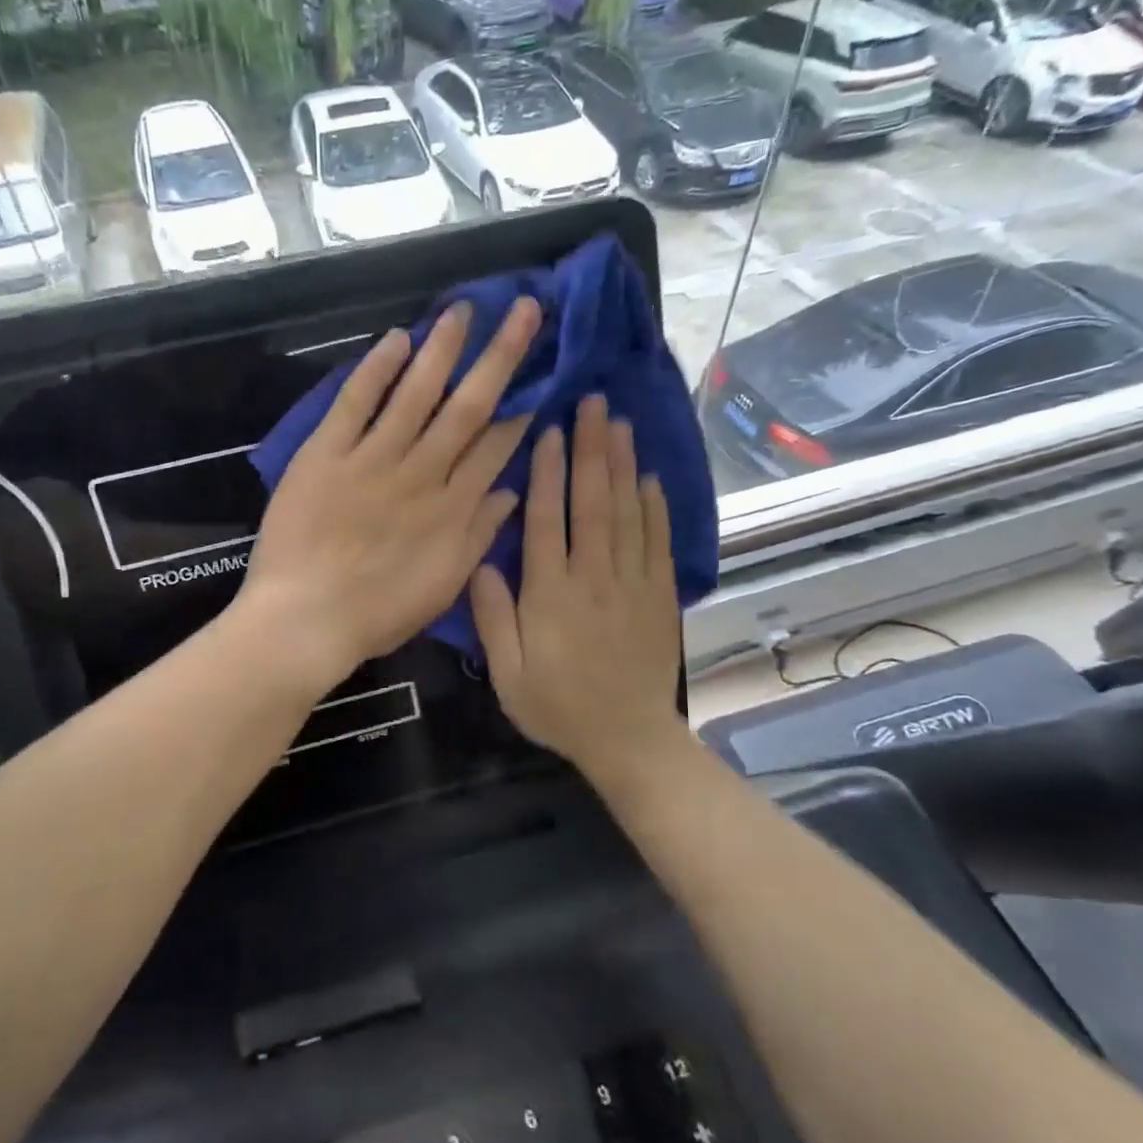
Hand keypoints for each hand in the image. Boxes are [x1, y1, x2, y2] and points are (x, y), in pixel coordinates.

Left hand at [239, 298, 540, 690]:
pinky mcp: (326, 454)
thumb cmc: (376, 614)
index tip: (538, 373)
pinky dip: (375, 370)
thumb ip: (478, 536)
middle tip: (524, 310)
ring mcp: (373, 459)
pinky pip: (355, 403)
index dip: (519, 409)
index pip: (495, 447)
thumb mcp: (442, 587)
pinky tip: (396, 340)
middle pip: (467, 407)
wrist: (305, 620)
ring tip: (463, 310)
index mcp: (451, 509)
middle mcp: (421, 474)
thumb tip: (512, 491)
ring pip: (416, 393)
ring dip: (442, 349)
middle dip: (500, 356)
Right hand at [470, 394, 686, 786]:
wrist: (628, 739)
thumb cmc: (558, 708)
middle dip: (592, 450)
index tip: (550, 430)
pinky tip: (650, 478)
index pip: (548, 520)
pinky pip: (658, 542)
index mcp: (551, 594)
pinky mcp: (660, 595)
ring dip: (623, 466)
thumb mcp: (508, 674)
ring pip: (628, 513)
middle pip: (594, 503)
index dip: (549, 472)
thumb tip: (482, 562)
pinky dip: (656, 507)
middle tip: (594, 403)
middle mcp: (595, 578)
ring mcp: (633, 584)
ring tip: (621, 424)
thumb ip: (493, 617)